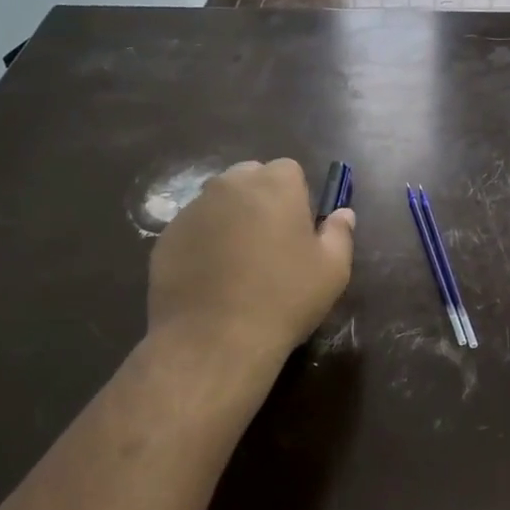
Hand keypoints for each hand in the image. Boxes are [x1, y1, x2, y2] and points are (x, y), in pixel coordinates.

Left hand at [149, 159, 354, 363]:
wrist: (214, 339)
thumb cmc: (284, 298)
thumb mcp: (332, 270)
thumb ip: (339, 233)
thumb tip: (343, 214)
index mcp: (274, 185)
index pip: (289, 170)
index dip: (297, 196)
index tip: (300, 229)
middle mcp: (229, 185)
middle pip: (250, 178)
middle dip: (262, 200)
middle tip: (271, 243)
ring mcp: (193, 209)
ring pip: (219, 202)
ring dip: (232, 220)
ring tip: (239, 264)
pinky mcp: (166, 237)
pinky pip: (194, 229)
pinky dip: (204, 243)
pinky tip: (212, 279)